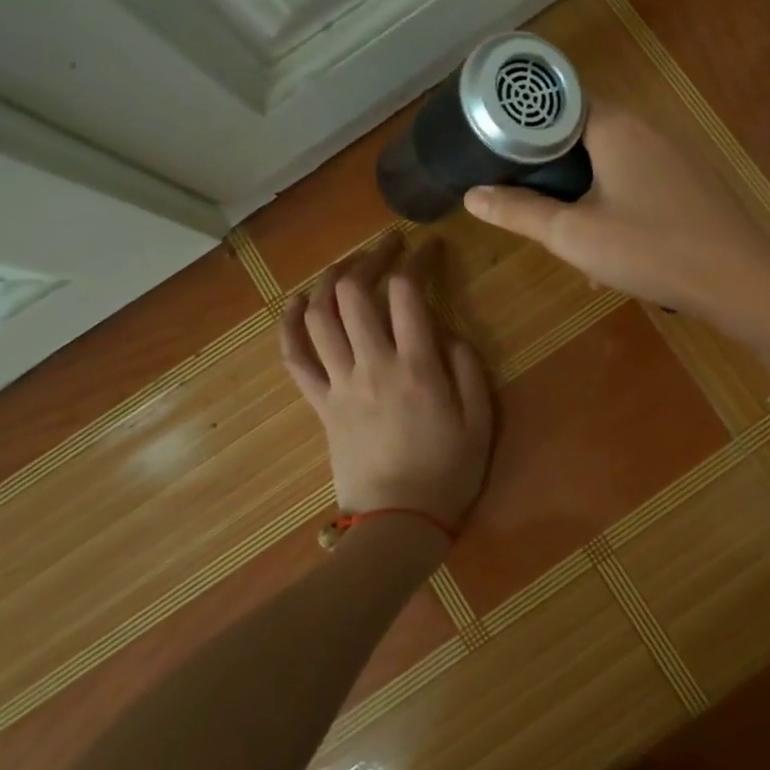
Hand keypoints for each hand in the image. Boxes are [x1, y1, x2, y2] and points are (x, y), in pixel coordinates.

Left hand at [280, 239, 493, 550]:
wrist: (399, 522)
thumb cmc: (449, 472)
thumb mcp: (481, 420)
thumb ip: (468, 368)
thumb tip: (447, 330)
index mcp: (417, 367)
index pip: (407, 292)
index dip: (417, 259)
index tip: (430, 247)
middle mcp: (373, 365)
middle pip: (354, 293)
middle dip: (370, 257)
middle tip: (388, 246)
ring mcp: (340, 384)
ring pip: (319, 317)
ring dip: (328, 281)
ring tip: (346, 264)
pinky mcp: (320, 404)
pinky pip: (295, 358)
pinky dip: (289, 325)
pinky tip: (295, 302)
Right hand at [463, 103, 769, 331]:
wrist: (739, 280)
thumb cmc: (650, 249)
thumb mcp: (573, 235)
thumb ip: (520, 212)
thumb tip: (472, 195)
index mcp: (614, 126)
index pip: (557, 104)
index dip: (525, 128)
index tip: (500, 157)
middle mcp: (647, 128)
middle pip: (582, 137)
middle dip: (555, 175)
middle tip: (535, 210)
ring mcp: (675, 155)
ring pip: (611, 167)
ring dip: (587, 201)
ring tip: (577, 247)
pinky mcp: (691, 183)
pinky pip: (639, 185)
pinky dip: (618, 210)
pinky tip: (617, 256)